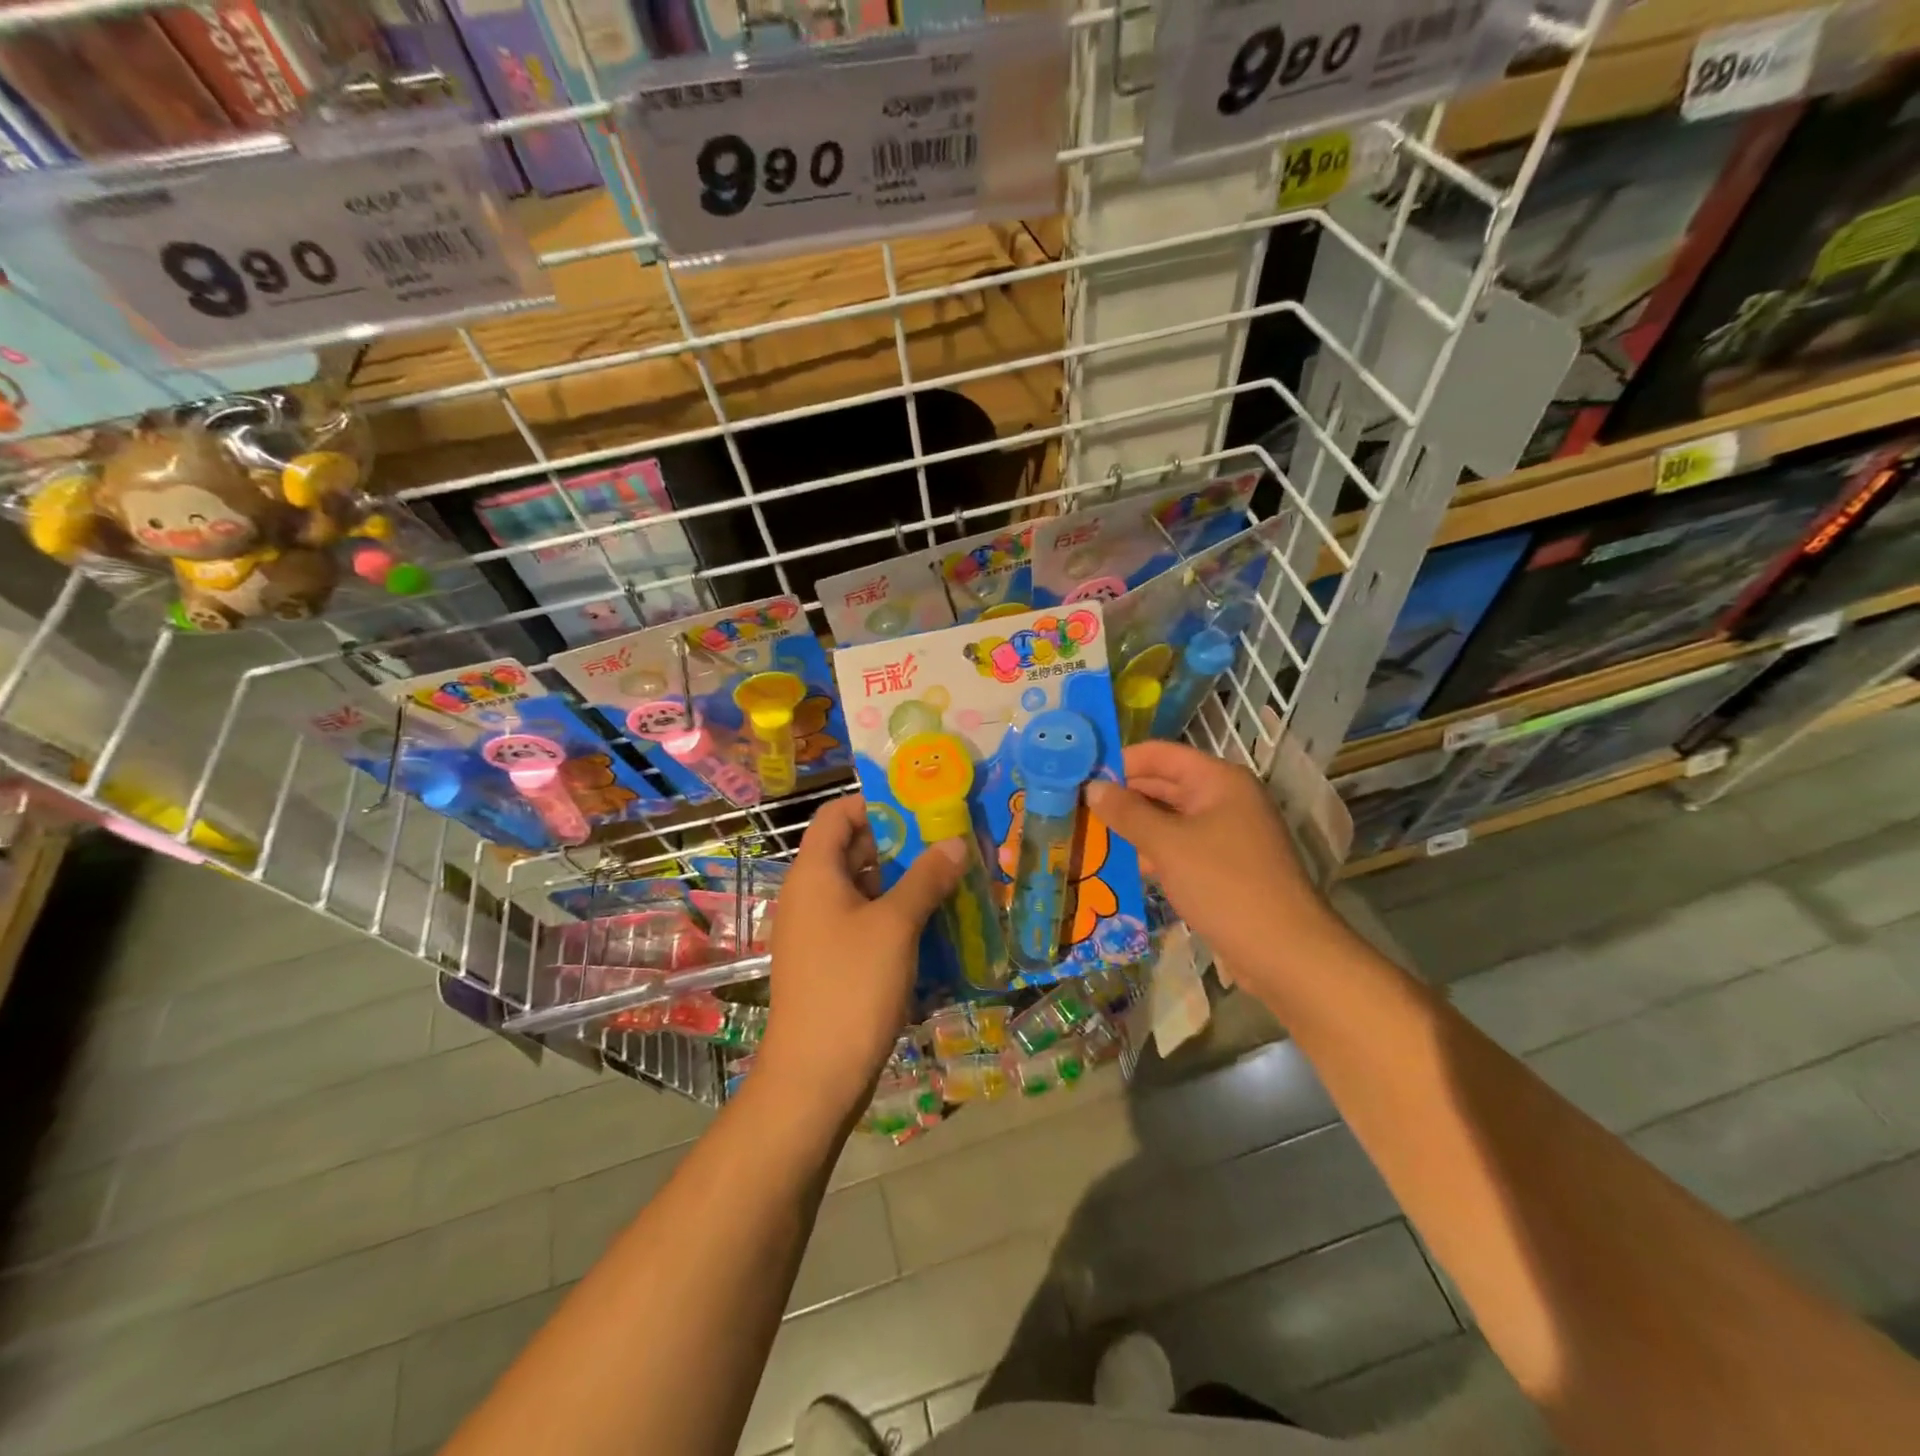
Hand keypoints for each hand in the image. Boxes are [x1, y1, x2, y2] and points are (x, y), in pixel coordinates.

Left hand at [757, 795, 965, 1122]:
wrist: (814, 1076)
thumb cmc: (852, 986)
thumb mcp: (895, 925)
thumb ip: (926, 878)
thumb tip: (956, 842)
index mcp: (814, 873)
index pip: (836, 815)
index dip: (874, 803)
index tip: (920, 806)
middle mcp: (810, 895)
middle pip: (852, 849)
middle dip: (900, 843)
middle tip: (948, 841)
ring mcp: (818, 931)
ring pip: (863, 889)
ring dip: (903, 881)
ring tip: (950, 878)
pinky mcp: (831, 962)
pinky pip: (863, 922)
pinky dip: (894, 915)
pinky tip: (933, 923)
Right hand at [1086, 741, 1345, 989]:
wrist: (1284, 952)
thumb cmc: (1225, 885)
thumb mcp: (1168, 845)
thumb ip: (1127, 813)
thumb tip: (1092, 787)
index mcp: (1218, 780)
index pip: (1160, 754)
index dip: (1120, 761)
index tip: (1080, 775)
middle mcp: (1224, 799)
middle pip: (1164, 784)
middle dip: (1123, 795)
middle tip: (1077, 806)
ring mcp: (1226, 833)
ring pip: (1169, 818)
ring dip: (1134, 825)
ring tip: (1089, 832)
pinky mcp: (1223, 866)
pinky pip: (1179, 846)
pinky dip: (1152, 850)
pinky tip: (1120, 863)